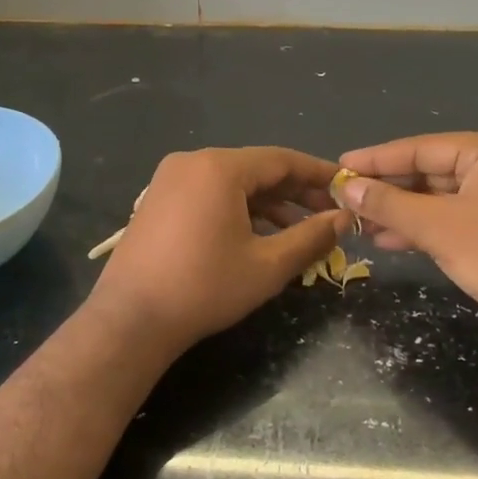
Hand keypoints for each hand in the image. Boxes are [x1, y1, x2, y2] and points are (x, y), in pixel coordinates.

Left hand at [91, 147, 348, 351]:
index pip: (281, 160)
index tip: (346, 187)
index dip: (318, 173)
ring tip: (299, 231)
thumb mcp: (268, 266)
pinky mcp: (157, 200)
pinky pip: (208, 193)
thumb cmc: (205, 288)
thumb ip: (311, 237)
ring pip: (232, 183)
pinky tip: (258, 235)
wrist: (131, 319)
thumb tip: (343, 220)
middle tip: (328, 214)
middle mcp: (193, 162)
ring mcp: (170, 179)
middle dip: (294, 191)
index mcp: (219, 167)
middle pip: (256, 168)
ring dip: (267, 203)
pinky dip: (237, 209)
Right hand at [336, 132, 477, 344]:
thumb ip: (388, 203)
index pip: (420, 148)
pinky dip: (426, 226)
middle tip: (346, 197)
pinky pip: (456, 215)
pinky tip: (391, 238)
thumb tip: (346, 186)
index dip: (376, 159)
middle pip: (430, 170)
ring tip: (362, 224)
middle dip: (388, 189)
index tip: (340, 166)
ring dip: (402, 211)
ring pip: (441, 196)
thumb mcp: (436, 227)